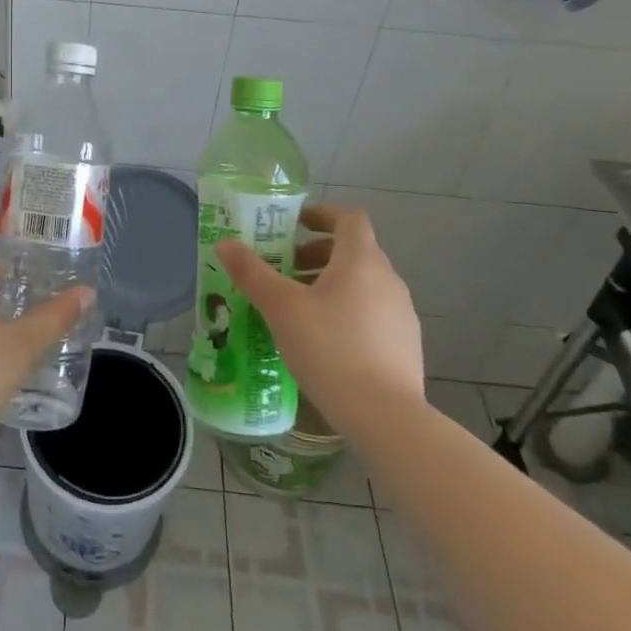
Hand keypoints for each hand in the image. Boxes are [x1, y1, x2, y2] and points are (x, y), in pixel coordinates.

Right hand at [216, 202, 422, 435]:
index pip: (349, 217)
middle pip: (354, 250)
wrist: (386, 417)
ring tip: (300, 307)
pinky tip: (325, 341)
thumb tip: (225, 243)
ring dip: (332, 283)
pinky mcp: (405, 345)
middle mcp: (388, 279)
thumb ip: (252, 273)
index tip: (293, 224)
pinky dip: (348, 310)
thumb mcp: (281, 308)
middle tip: (286, 269)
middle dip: (318, 252)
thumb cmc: (330, 349)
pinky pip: (373, 312)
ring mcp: (402, 314)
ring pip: (364, 283)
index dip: (321, 213)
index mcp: (362, 261)